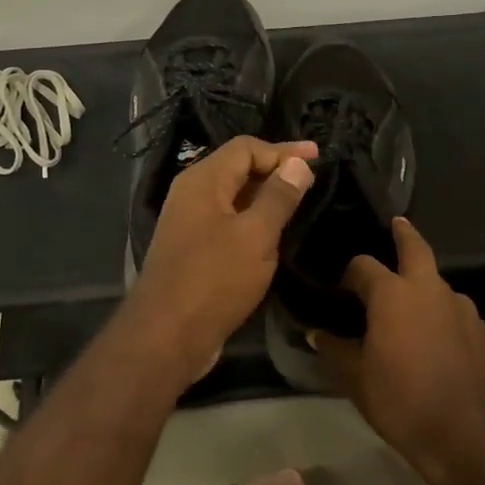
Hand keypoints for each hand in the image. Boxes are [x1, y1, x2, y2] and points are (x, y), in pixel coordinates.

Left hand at [125, 136, 316, 378]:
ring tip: (299, 202)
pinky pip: (227, 221)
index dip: (283, 150)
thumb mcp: (256, 235)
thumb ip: (278, 196)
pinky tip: (273, 234)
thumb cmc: (214, 279)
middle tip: (312, 178)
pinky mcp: (192, 249)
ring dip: (265, 196)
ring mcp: (189, 223)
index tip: (317, 158)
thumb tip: (298, 164)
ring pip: (233, 197)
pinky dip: (252, 220)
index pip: (245, 148)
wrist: (167, 336)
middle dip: (275, 169)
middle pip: (237, 168)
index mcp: (203, 181)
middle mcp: (191, 194)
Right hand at [312, 217, 484, 475]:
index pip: (363, 266)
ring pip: (437, 282)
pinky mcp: (482, 329)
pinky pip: (454, 309)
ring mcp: (462, 307)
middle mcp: (429, 289)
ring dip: (422, 284)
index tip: (340, 285)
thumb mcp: (357, 380)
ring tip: (408, 304)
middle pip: (415, 247)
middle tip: (395, 224)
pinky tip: (434, 336)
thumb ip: (335, 350)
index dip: (349, 272)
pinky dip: (440, 312)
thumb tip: (315, 334)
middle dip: (403, 233)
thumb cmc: (403, 402)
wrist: (469, 436)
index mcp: (393, 294)